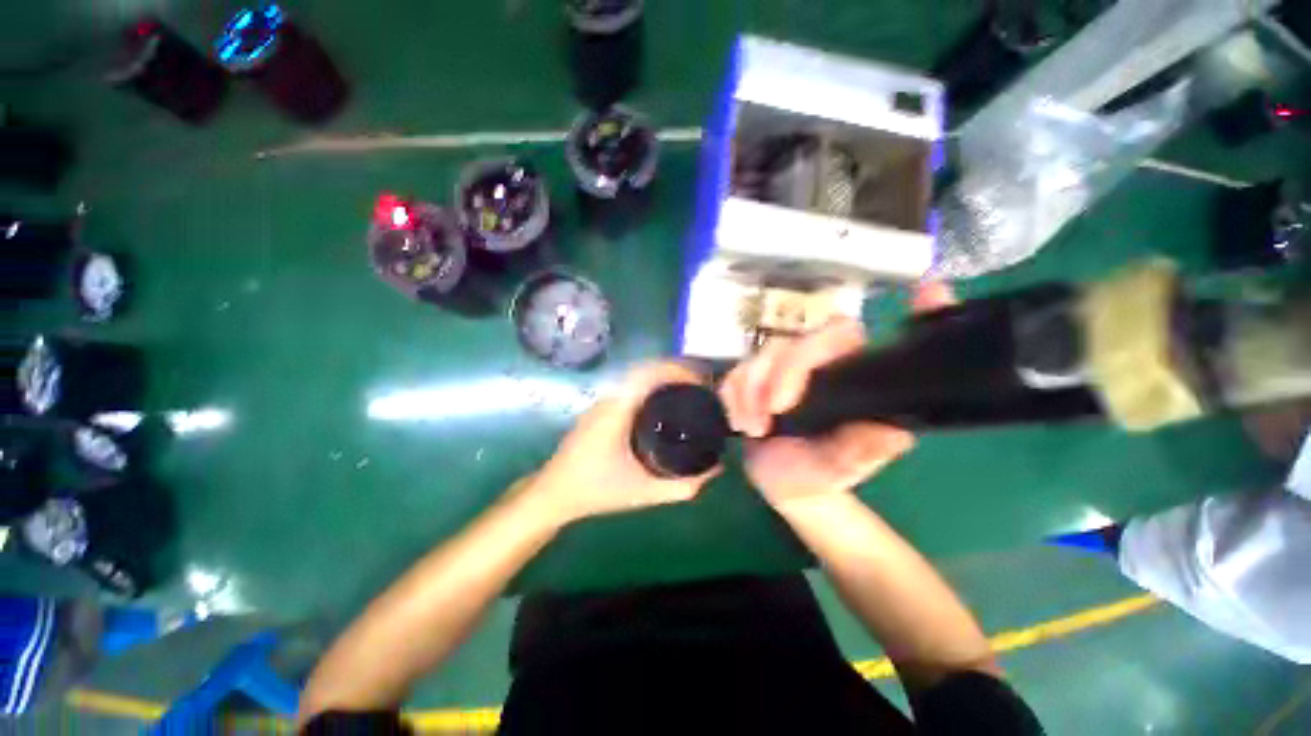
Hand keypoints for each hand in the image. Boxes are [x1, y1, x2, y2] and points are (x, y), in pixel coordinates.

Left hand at [529, 362, 720, 523]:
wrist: (554, 493)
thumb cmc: (596, 491)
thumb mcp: (644, 493)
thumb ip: (683, 486)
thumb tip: (716, 468)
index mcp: (617, 411)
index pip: (648, 373)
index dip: (677, 370)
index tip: (701, 380)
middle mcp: (610, 398)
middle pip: (646, 369)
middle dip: (676, 371)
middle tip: (702, 385)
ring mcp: (603, 401)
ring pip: (637, 376)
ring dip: (664, 376)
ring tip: (690, 389)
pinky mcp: (602, 408)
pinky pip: (631, 386)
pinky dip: (652, 385)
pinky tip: (665, 401)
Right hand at [719, 283, 955, 509]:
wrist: (780, 482)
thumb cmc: (816, 474)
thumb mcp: (837, 470)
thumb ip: (858, 452)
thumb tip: (893, 432)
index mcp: (853, 378)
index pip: (859, 338)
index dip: (898, 312)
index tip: (927, 290)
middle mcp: (821, 364)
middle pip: (799, 342)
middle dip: (779, 374)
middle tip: (770, 413)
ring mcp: (785, 367)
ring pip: (761, 355)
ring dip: (749, 391)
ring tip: (752, 428)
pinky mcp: (756, 376)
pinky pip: (736, 372)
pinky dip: (733, 396)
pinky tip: (741, 422)